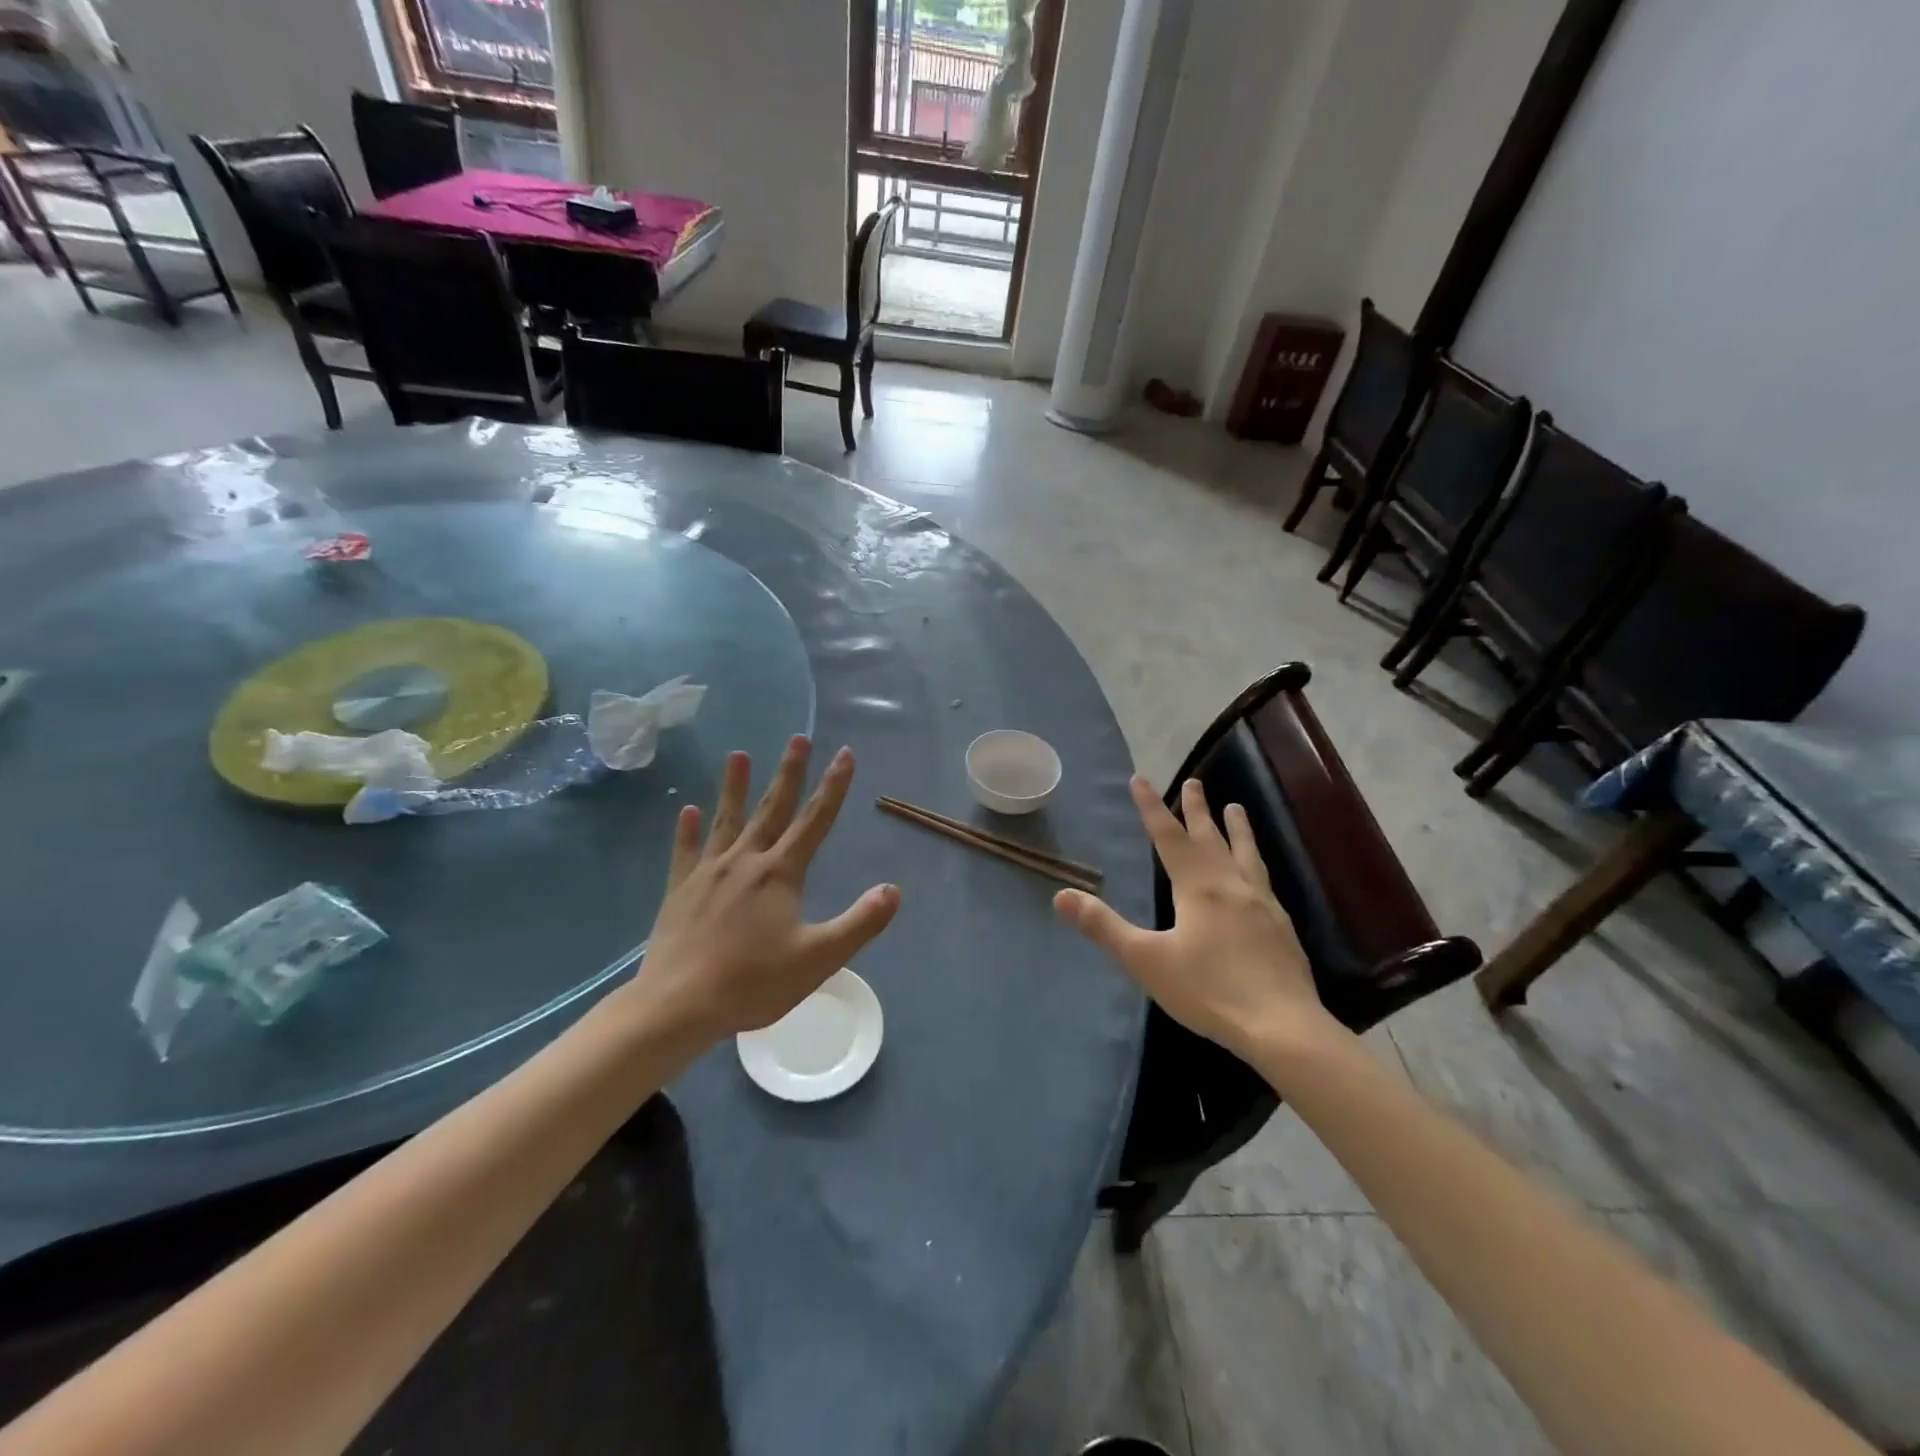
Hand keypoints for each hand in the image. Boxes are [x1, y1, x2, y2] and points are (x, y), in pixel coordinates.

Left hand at [622, 737, 900, 1043]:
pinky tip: (685, 810)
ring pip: (726, 820)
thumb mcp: (820, 958)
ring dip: (735, 787)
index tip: (844, 753)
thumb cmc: (754, 982)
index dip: (834, 786)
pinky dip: (686, 830)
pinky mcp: (680, 890)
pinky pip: (685, 852)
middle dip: (789, 772)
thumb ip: (860, 922)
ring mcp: (708, 873)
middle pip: (773, 808)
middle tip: (798, 737)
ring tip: (738, 755)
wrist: (678, 1005)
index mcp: (781, 873)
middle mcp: (746, 861)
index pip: (815, 820)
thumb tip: (893, 889)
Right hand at [1054, 776, 1340, 1062]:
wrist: (1282, 1026)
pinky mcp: (1281, 925)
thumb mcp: (1146, 960)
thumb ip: (1104, 927)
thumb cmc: (1208, 991)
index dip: (1151, 807)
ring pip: (1245, 853)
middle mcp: (1230, 884)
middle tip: (1195, 781)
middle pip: (1210, 837)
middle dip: (1197, 809)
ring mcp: (1261, 903)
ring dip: (1237, 828)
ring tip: (1236, 807)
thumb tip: (1061, 895)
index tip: (1140, 779)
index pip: (1168, 837)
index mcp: (1197, 887)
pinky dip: (1256, 861)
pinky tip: (1258, 873)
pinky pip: (1264, 878)